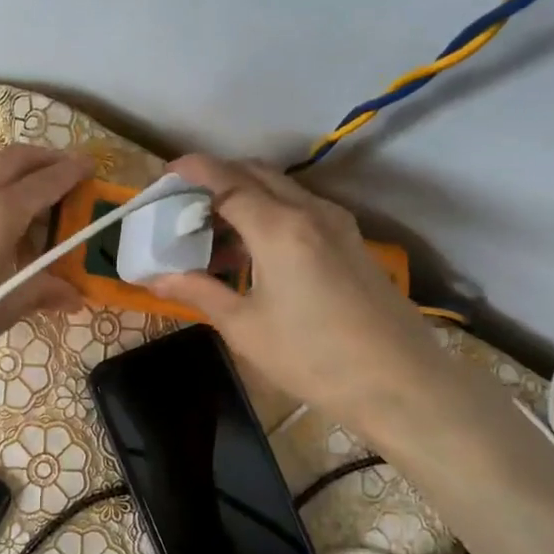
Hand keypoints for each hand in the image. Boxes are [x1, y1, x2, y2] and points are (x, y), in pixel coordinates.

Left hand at [0, 145, 91, 370]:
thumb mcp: (6, 307)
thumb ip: (42, 292)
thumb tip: (73, 297)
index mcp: (0, 213)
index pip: (44, 182)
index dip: (70, 171)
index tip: (88, 166)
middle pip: (13, 158)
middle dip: (42, 157)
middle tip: (61, 167)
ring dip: (4, 161)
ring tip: (16, 182)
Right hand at [146, 155, 451, 427]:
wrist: (399, 383)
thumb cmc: (312, 357)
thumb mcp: (245, 327)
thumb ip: (199, 292)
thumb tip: (154, 278)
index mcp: (279, 228)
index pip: (227, 180)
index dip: (193, 171)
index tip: (166, 173)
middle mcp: (310, 212)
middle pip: (255, 174)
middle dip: (216, 178)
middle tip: (184, 205)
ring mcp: (336, 224)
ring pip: (281, 190)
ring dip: (244, 197)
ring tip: (212, 234)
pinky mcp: (351, 241)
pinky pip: (301, 209)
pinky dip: (269, 213)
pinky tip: (253, 253)